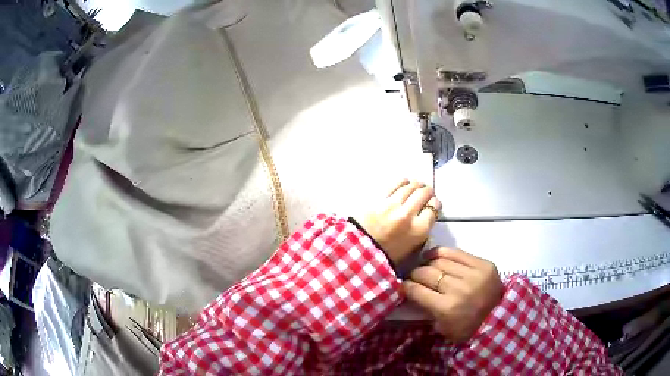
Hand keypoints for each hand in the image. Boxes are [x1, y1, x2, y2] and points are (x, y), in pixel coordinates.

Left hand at [357, 179, 440, 264]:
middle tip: (426, 192)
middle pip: (423, 194)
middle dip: (428, 191)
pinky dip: (402, 181)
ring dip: (416, 184)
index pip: (433, 208)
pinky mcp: (378, 199)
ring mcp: (392, 205)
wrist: (359, 253)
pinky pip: (394, 185)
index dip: (435, 204)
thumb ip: (421, 232)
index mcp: (419, 230)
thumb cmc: (387, 255)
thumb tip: (425, 217)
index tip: (433, 203)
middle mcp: (408, 214)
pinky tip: (404, 182)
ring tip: (416, 185)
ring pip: (410, 187)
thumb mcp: (411, 249)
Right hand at [402, 247, 503, 341]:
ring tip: (425, 266)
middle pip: (426, 273)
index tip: (402, 285)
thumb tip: (414, 292)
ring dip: (428, 264)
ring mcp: (473, 274)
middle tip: (413, 276)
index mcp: (447, 308)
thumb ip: (427, 309)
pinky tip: (434, 256)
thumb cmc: (467, 328)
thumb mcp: (442, 327)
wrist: (499, 318)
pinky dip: (442, 253)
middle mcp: (458, 288)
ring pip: (440, 261)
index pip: (417, 290)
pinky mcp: (483, 264)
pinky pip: (457, 252)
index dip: (406, 286)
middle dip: (415, 274)